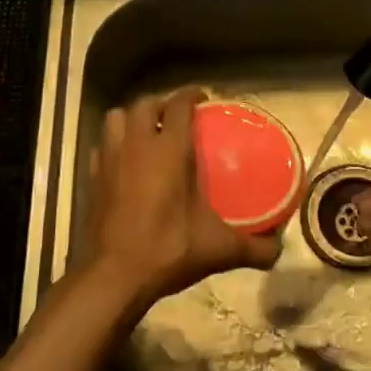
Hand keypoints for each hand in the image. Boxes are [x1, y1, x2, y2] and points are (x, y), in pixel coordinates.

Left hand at [81, 88, 281, 313]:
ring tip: (147, 133)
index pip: (179, 104)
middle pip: (144, 104)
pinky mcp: (92, 178)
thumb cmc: (168, 250)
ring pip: (116, 118)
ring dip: (132, 119)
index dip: (191, 94)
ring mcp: (110, 160)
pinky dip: (113, 146)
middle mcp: (137, 145)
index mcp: (169, 149)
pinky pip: (101, 147)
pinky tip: (124, 163)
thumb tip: (279, 249)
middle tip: (177, 117)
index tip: (203, 97)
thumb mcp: (218, 249)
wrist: (115, 276)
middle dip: (161, 104)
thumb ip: (253, 248)